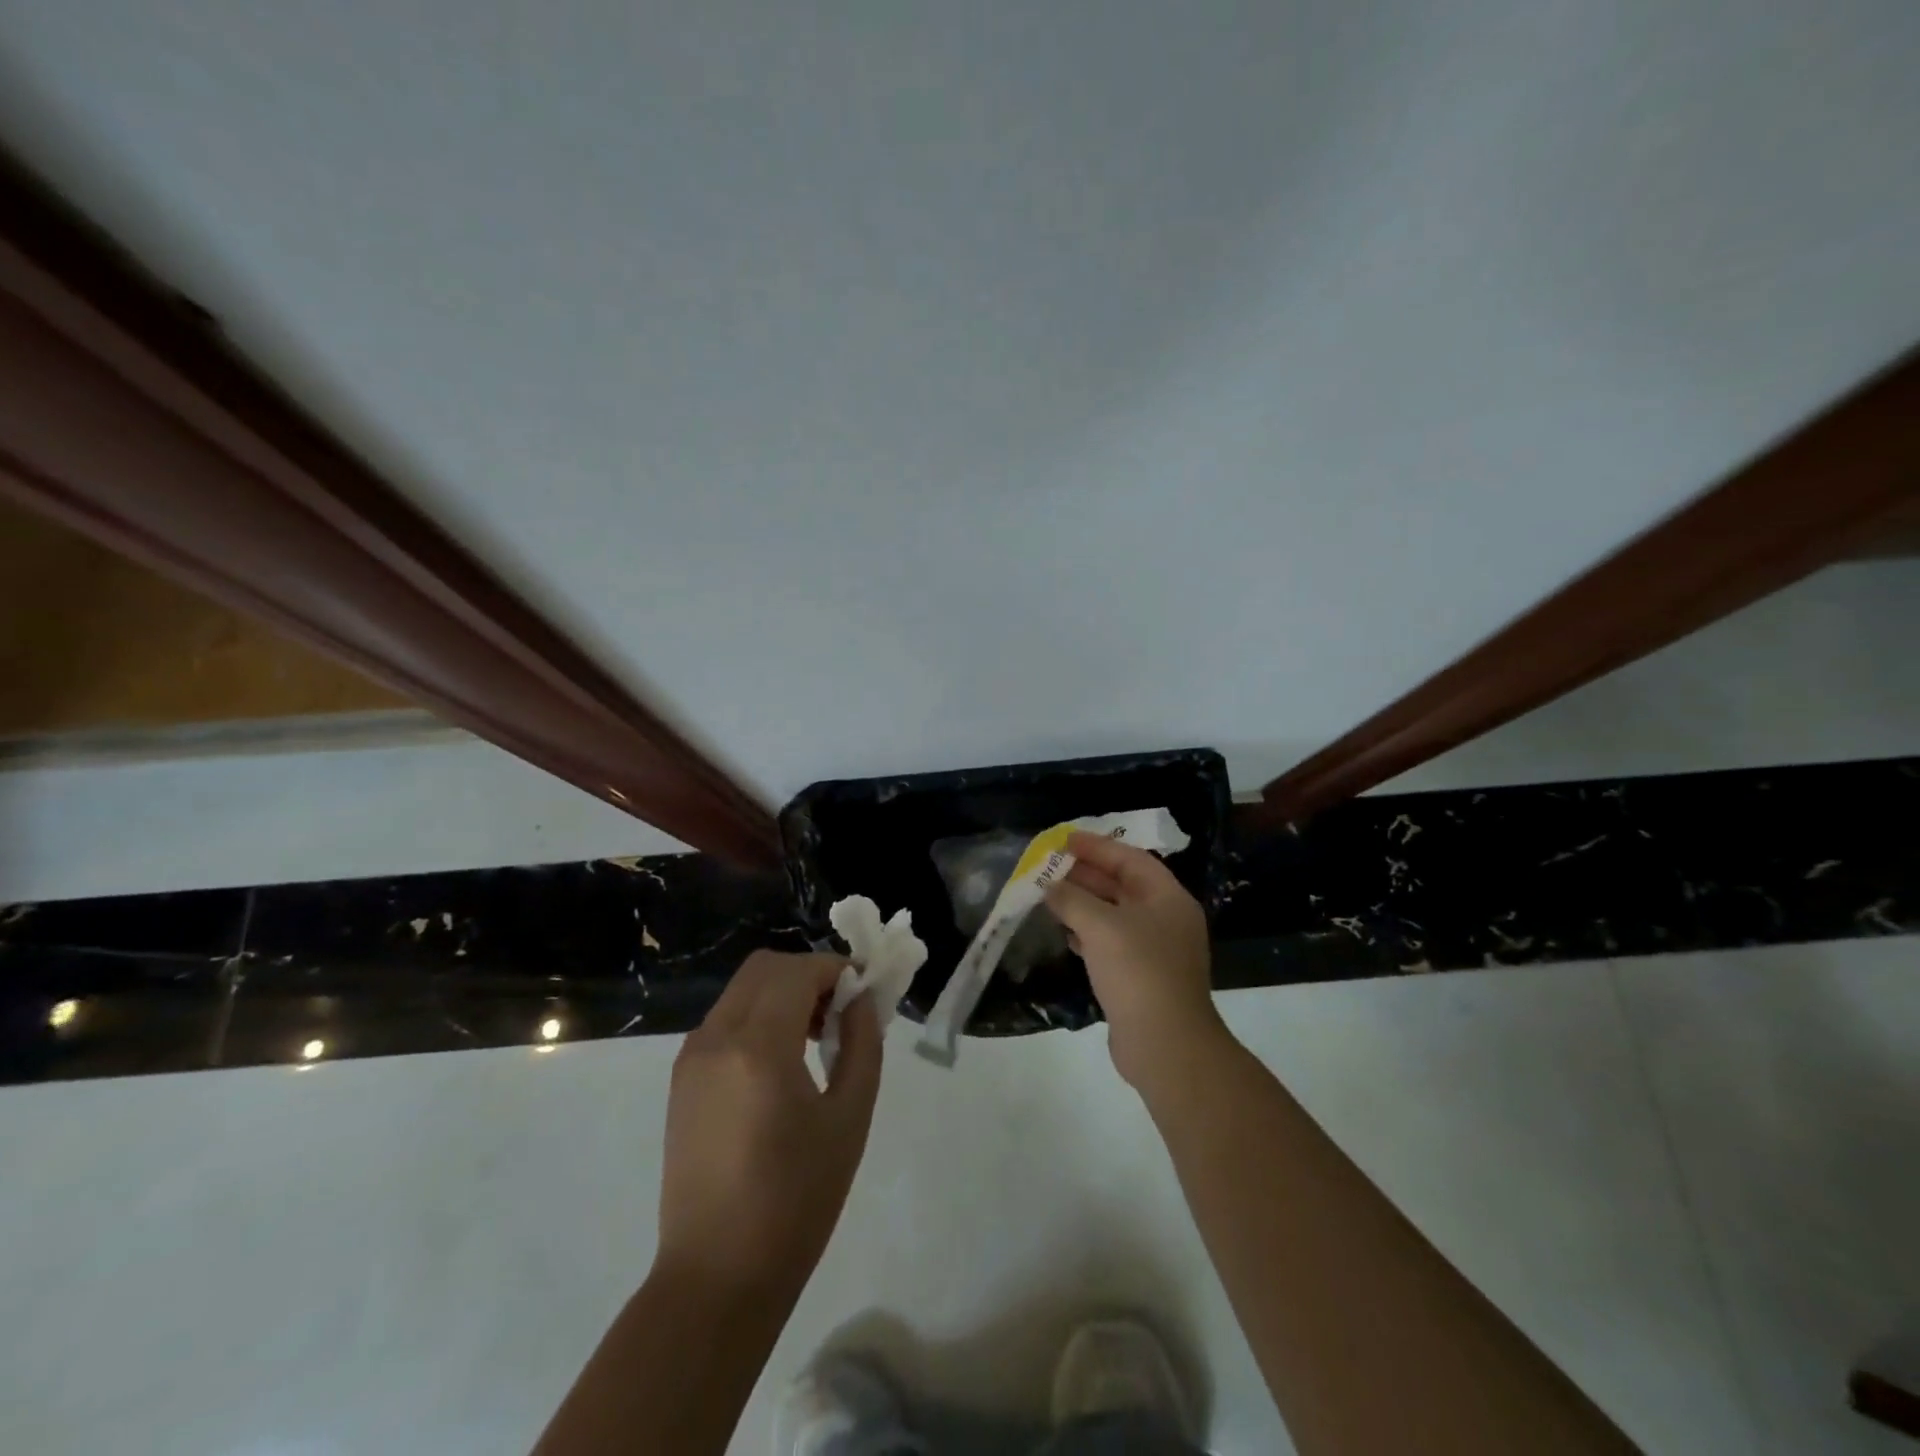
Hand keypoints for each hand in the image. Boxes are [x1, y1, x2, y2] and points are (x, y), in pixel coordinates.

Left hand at [655, 951, 881, 1299]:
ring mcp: (691, 1058)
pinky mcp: (682, 1080)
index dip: (836, 969)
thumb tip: (860, 1000)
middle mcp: (716, 1038)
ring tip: (815, 1038)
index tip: (864, 992)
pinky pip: (725, 1021)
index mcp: (758, 1046)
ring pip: (742, 990)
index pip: (798, 971)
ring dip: (783, 993)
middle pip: (765, 968)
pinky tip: (782, 1062)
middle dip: (808, 974)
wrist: (716, 1277)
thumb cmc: (796, 1201)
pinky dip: (758, 1016)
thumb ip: (861, 1044)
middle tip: (840, 1011)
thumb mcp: (849, 1118)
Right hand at [1046, 832, 1227, 1089]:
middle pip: (1123, 885)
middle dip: (1087, 874)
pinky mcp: (1142, 978)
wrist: (1166, 1045)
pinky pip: (1112, 943)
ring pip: (1115, 915)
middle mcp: (1166, 920)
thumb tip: (1050, 887)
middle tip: (1051, 866)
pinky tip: (1065, 933)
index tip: (1065, 840)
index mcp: (1168, 899)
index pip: (1131, 860)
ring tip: (1050, 895)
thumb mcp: (1100, 926)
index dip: (1097, 847)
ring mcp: (1156, 951)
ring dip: (1084, 904)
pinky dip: (1088, 933)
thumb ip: (1072, 899)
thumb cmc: (1138, 972)